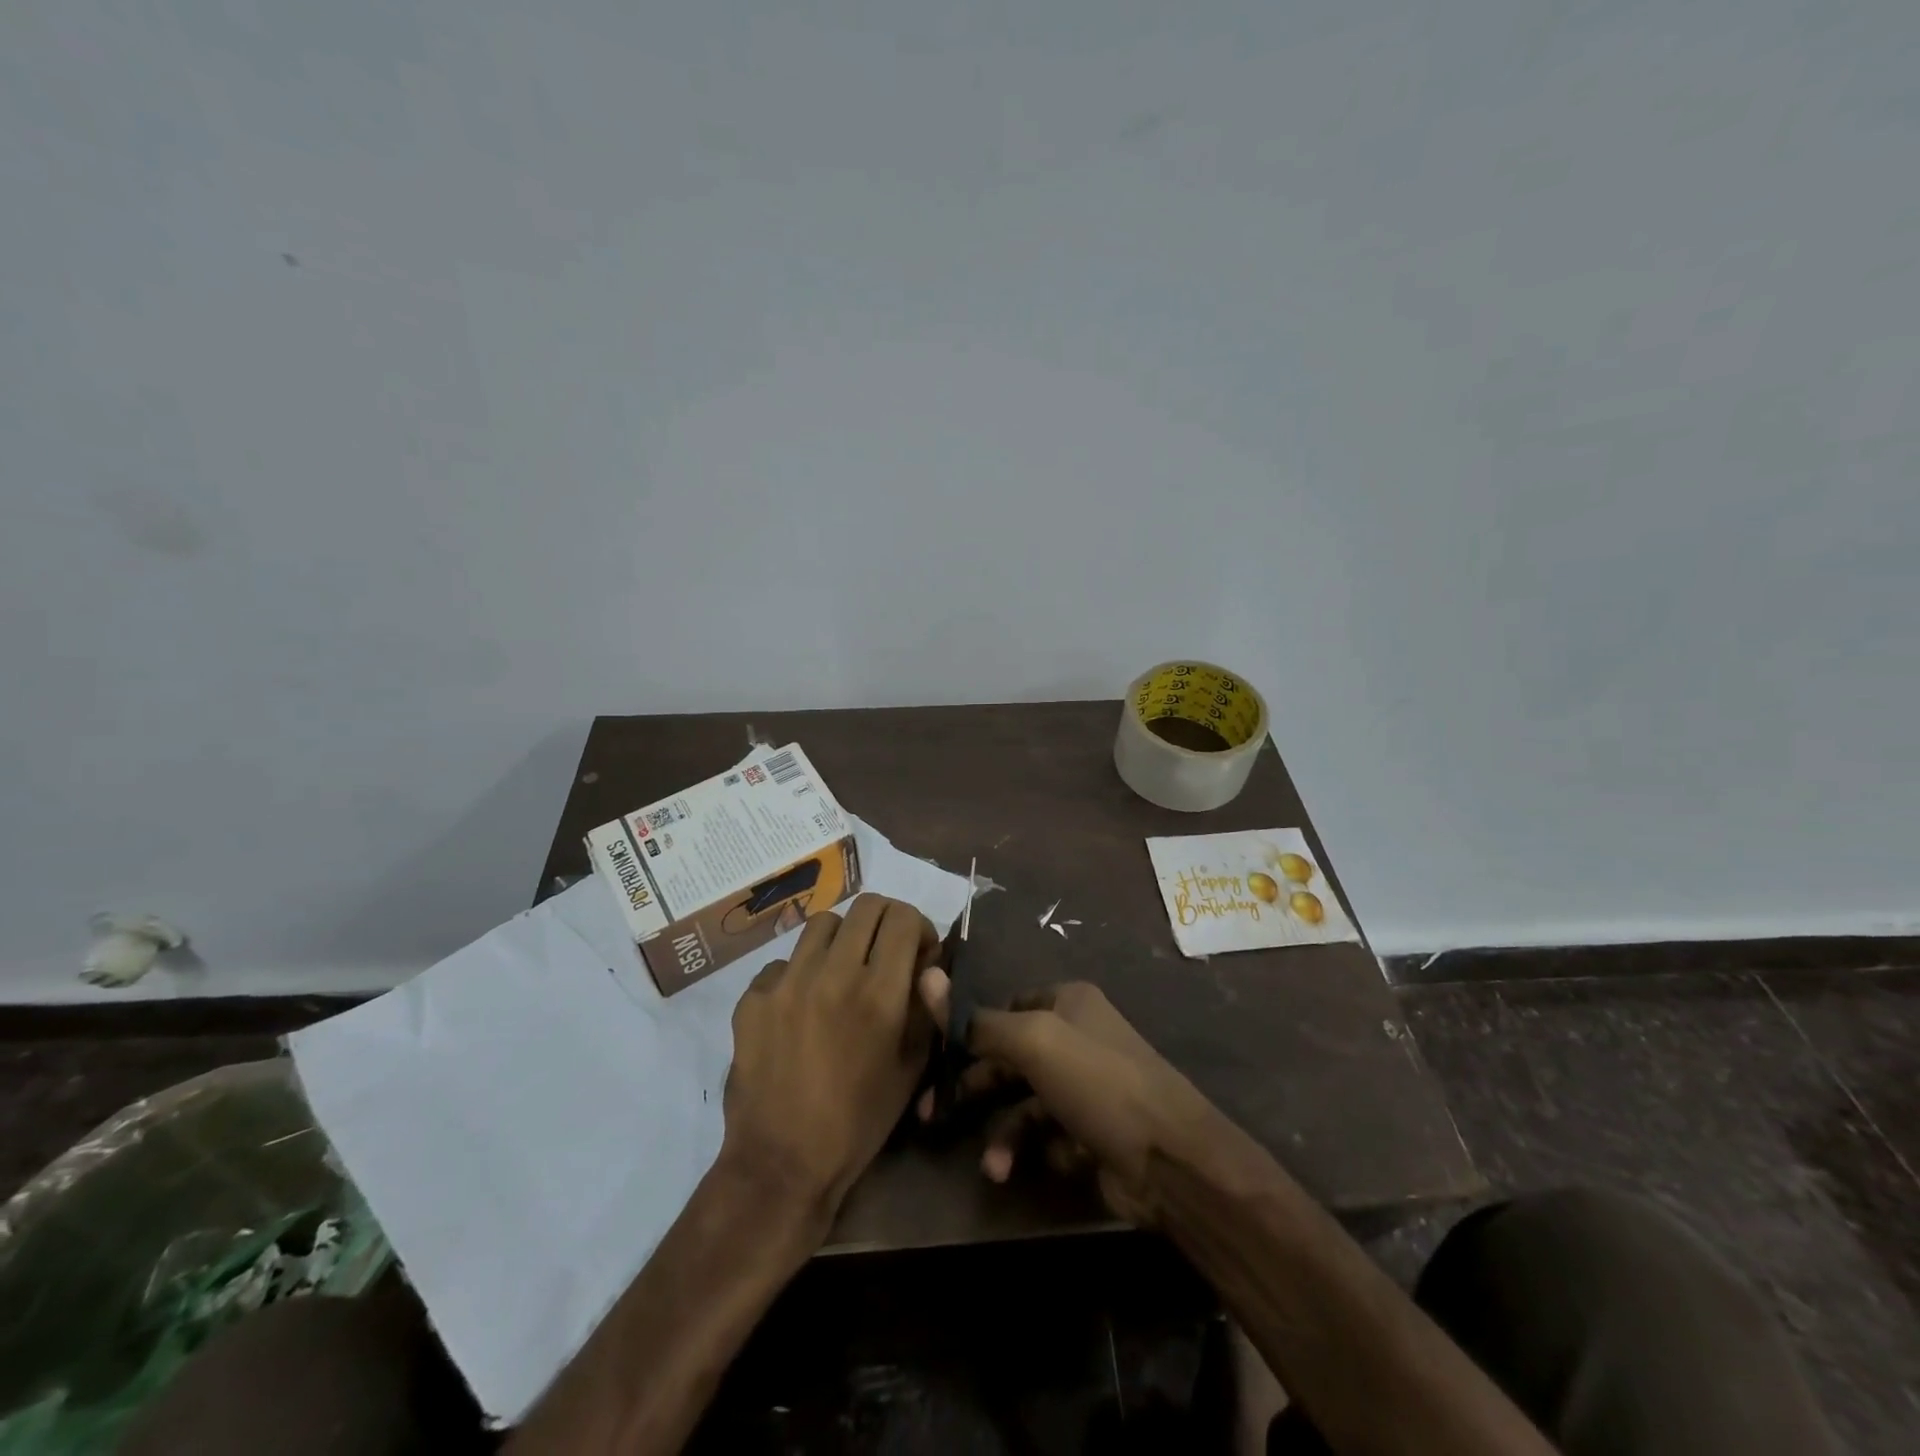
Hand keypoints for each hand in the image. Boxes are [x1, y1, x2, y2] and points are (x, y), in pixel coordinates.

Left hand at [722, 895, 939, 1221]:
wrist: (782, 1163)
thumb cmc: (859, 1121)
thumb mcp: (911, 1068)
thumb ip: (926, 1008)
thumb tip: (930, 963)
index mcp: (879, 992)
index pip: (902, 917)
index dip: (918, 926)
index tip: (917, 952)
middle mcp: (833, 973)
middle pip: (866, 906)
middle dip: (884, 922)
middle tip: (884, 952)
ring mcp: (787, 982)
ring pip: (822, 924)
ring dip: (842, 939)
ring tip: (841, 972)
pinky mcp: (752, 997)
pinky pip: (782, 963)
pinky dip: (799, 974)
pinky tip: (800, 1007)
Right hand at [916, 973, 1223, 1226]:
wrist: (1170, 1160)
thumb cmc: (1097, 1082)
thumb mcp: (1033, 1041)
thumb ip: (978, 1021)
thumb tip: (928, 977)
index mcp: (1067, 1002)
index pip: (1005, 1008)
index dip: (970, 1031)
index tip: (936, 1058)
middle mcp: (1076, 1037)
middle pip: (1009, 1058)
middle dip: (974, 1088)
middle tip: (933, 1114)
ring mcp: (1086, 1087)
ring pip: (1025, 1104)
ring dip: (1004, 1134)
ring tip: (994, 1167)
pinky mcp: (1092, 1132)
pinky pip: (1050, 1137)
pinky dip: (1040, 1151)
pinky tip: (1050, 1163)